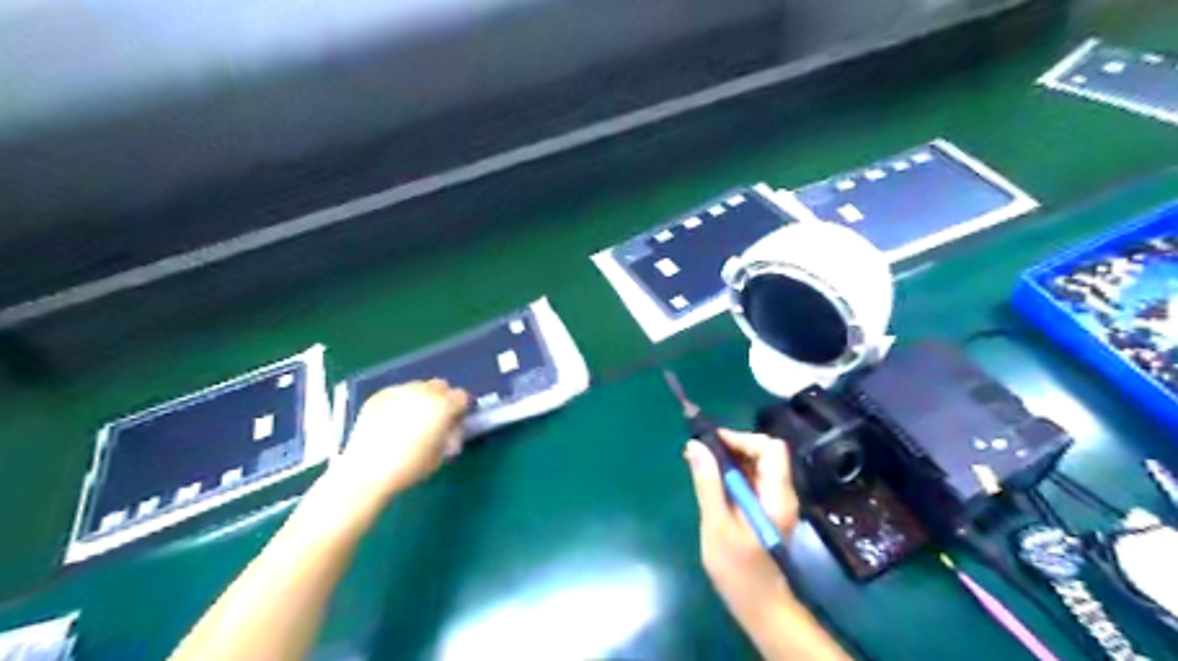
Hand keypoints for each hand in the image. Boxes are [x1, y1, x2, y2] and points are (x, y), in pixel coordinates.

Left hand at [330, 381, 470, 503]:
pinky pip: (396, 393)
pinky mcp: (379, 395)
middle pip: (440, 385)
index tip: (453, 422)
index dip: (459, 410)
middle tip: (433, 419)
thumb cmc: (410, 466)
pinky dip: (399, 402)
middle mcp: (423, 392)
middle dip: (441, 398)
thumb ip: (450, 435)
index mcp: (443, 406)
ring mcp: (399, 391)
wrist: (368, 470)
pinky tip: (390, 420)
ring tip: (409, 419)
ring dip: (419, 398)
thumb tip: (450, 428)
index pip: (461, 396)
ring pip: (417, 386)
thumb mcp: (442, 454)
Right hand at [683, 432, 801, 626]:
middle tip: (702, 453)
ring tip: (701, 465)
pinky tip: (713, 482)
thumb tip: (696, 446)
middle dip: (734, 446)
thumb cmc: (738, 570)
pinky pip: (753, 479)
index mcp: (776, 495)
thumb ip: (708, 483)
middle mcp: (782, 493)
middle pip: (765, 453)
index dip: (742, 438)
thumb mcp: (717, 525)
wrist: (761, 607)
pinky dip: (734, 473)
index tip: (711, 442)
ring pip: (758, 465)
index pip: (770, 448)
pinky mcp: (768, 509)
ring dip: (732, 459)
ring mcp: (776, 501)